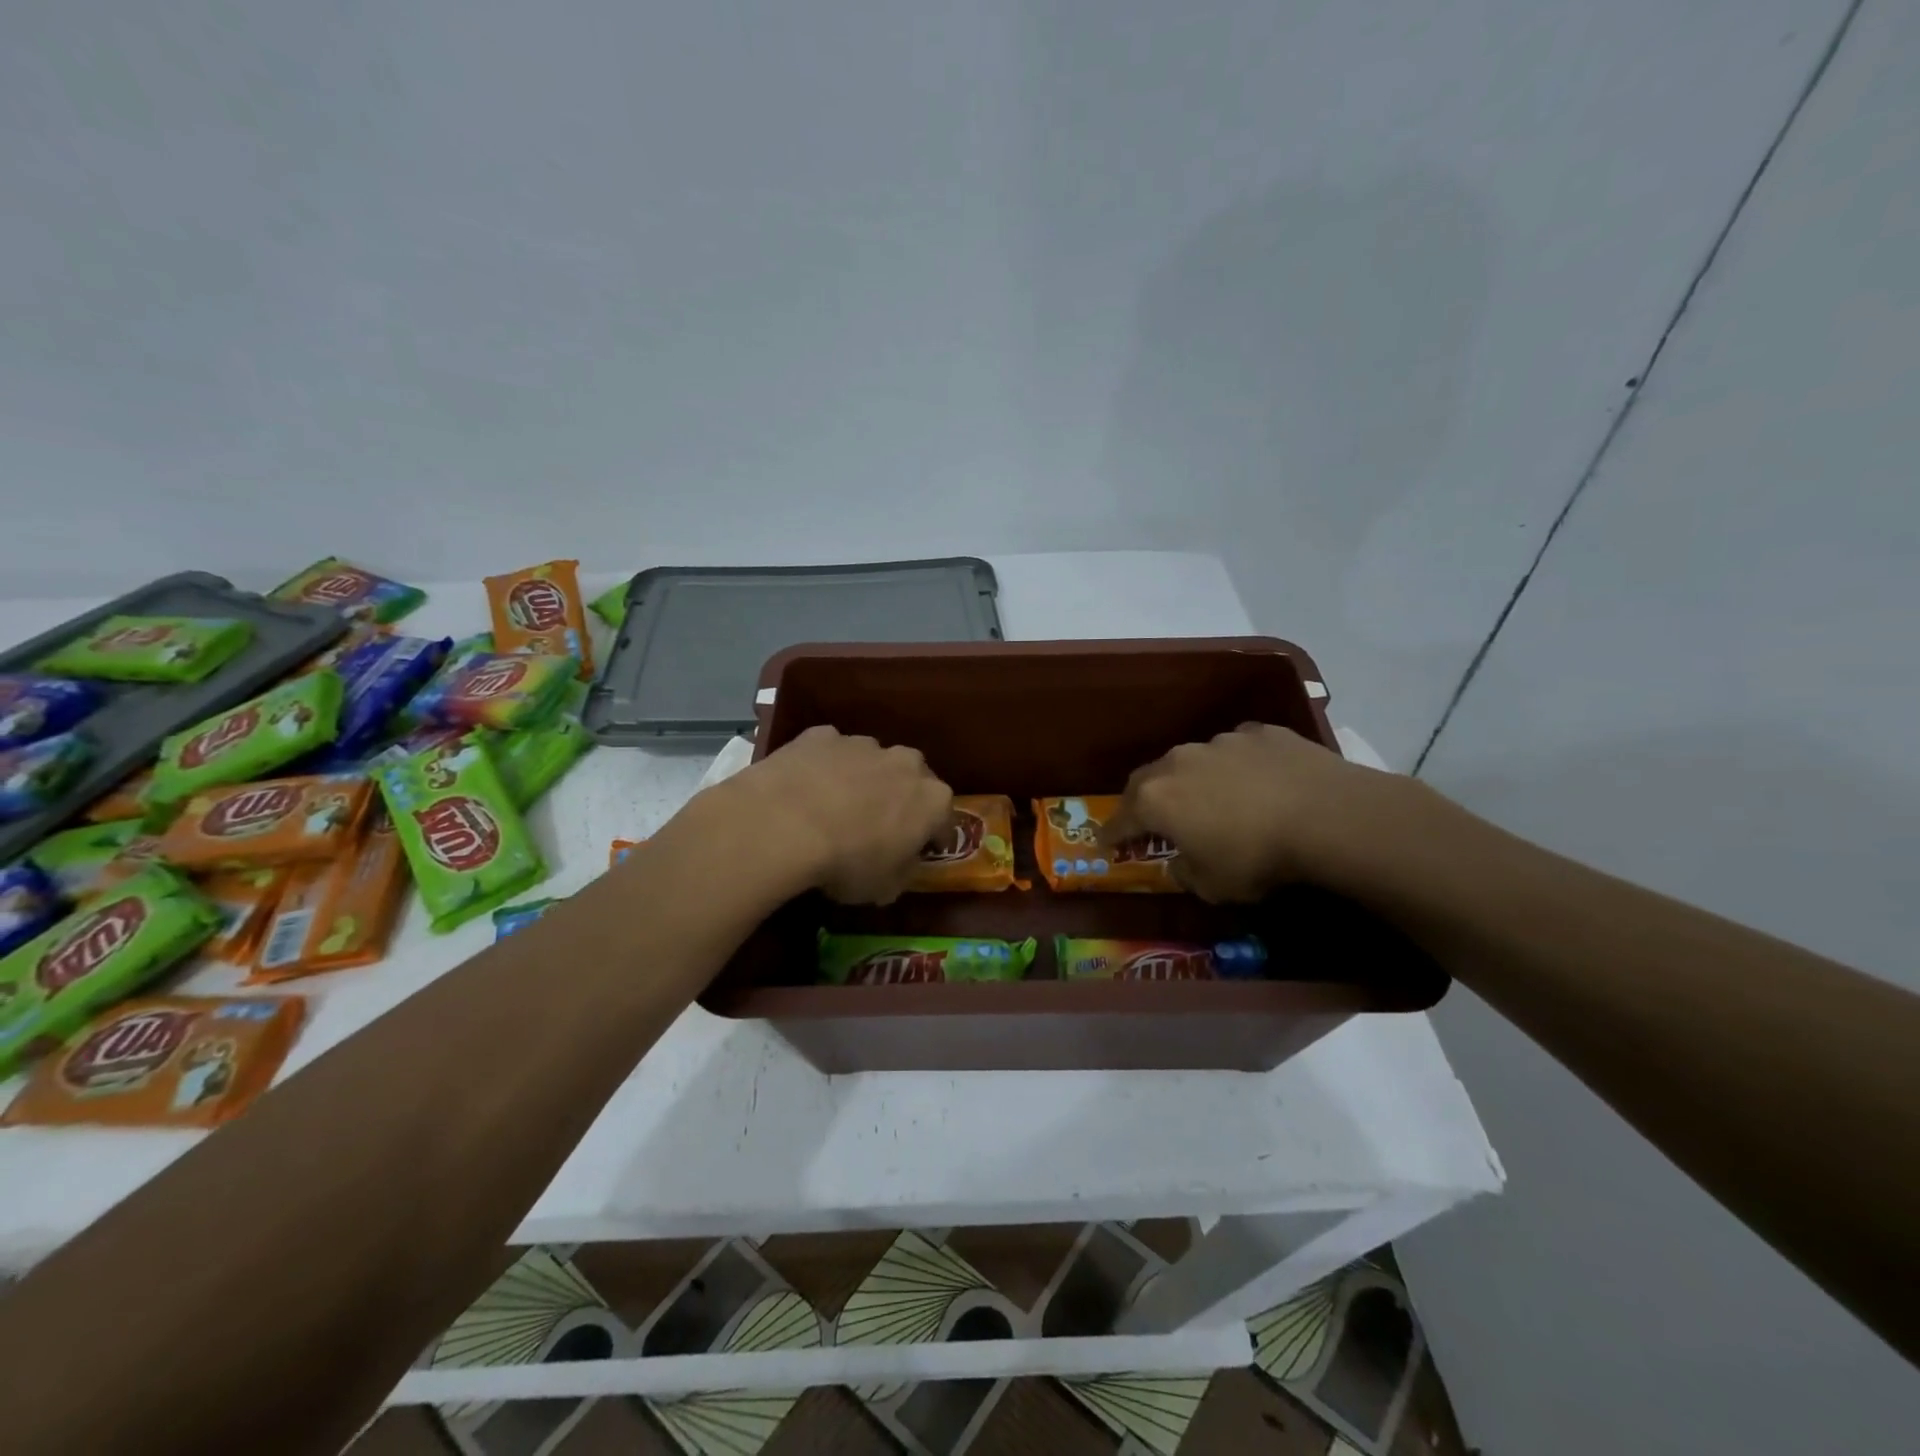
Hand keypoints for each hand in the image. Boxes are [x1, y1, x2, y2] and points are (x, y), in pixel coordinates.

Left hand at [722, 726, 953, 903]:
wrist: (785, 823)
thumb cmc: (847, 862)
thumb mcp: (884, 888)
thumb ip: (902, 872)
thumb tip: (901, 864)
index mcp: (933, 799)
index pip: (944, 819)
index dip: (932, 837)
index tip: (918, 851)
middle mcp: (906, 762)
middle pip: (911, 779)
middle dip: (900, 798)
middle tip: (877, 826)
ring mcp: (863, 744)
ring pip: (871, 761)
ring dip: (861, 779)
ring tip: (834, 807)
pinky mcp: (822, 735)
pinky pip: (829, 752)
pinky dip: (823, 767)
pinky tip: (804, 788)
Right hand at [1101, 722, 1421, 901]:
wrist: (1328, 815)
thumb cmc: (1257, 858)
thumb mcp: (1213, 886)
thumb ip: (1185, 873)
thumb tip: (1180, 863)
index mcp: (1156, 800)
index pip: (1120, 818)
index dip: (1112, 834)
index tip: (1105, 844)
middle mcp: (1179, 762)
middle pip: (1147, 780)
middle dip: (1143, 800)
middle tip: (1150, 818)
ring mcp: (1220, 742)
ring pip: (1192, 761)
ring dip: (1192, 780)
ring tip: (1212, 800)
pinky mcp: (1260, 732)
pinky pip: (1236, 751)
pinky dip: (1235, 767)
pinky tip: (1256, 782)